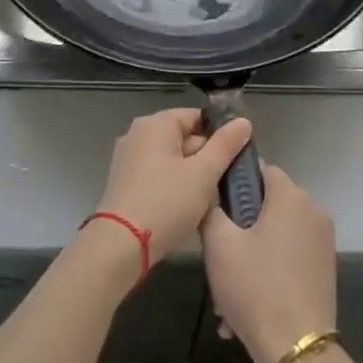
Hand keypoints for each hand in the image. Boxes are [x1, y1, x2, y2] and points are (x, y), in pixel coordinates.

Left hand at [96, 108, 254, 266]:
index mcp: (155, 124)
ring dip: (192, 175)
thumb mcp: (204, 173)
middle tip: (222, 183)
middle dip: (206, 158)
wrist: (120, 245)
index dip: (220, 135)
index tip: (235, 158)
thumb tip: (243, 121)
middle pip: (183, 137)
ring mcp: (128, 159)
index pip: (197, 117)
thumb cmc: (166, 202)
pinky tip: (185, 208)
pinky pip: (158, 175)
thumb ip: (225, 145)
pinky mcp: (124, 182)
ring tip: (207, 199)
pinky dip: (173, 186)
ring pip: (172, 159)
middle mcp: (137, 134)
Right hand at [201, 163, 336, 362]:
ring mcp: (323, 242)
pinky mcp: (325, 269)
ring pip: (275, 235)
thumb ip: (210, 209)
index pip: (260, 169)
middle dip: (239, 228)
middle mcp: (314, 211)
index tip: (213, 208)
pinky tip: (245, 308)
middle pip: (267, 205)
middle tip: (216, 258)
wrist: (297, 349)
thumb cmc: (255, 287)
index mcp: (291, 197)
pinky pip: (288, 258)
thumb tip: (210, 192)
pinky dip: (267, 272)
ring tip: (226, 295)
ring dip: (250, 256)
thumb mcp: (219, 245)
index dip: (233, 183)